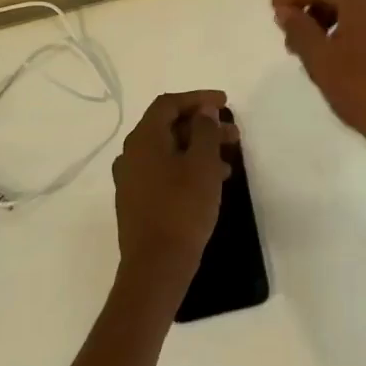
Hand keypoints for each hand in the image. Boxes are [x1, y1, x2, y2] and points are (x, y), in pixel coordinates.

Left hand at [111, 90, 232, 308]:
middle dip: (203, 126)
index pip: (168, 104)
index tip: (225, 103)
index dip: (198, 99)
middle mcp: (131, 154)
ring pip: (168, 151)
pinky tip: (211, 182)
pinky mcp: (136, 201)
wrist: (156, 266)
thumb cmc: (182, 208)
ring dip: (198, 148)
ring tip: (229, 160)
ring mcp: (131, 179)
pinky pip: (164, 171)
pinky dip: (187, 167)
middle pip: (168, 127)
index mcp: (143, 139)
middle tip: (234, 134)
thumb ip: (205, 131)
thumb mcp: (202, 165)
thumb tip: (203, 112)